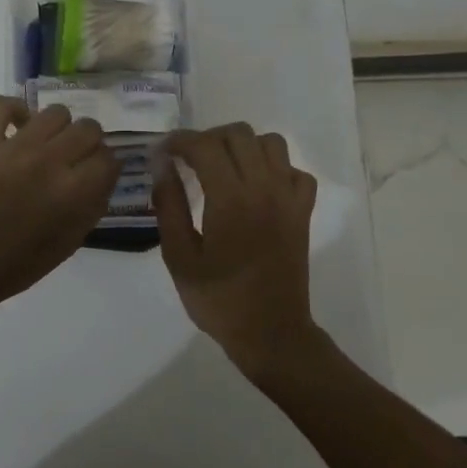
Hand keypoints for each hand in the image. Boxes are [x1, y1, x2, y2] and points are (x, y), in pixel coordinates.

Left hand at [0, 95, 117, 312]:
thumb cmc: (21, 263)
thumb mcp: (71, 242)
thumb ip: (94, 204)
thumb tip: (105, 174)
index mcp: (73, 192)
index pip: (109, 158)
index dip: (107, 168)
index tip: (97, 175)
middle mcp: (48, 161)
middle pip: (89, 129)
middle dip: (89, 146)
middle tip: (75, 162)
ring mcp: (14, 147)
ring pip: (55, 112)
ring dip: (59, 129)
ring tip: (48, 146)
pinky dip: (13, 109)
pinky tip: (18, 128)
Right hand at [153, 123, 322, 379]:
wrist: (271, 333)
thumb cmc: (218, 300)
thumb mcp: (179, 257)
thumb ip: (169, 206)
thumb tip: (162, 166)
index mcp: (230, 199)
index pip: (205, 145)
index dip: (180, 141)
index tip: (163, 152)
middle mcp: (264, 188)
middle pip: (238, 134)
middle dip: (208, 138)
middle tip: (189, 159)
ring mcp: (289, 197)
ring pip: (270, 143)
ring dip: (243, 146)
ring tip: (223, 167)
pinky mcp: (303, 211)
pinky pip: (294, 170)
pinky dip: (275, 168)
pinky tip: (257, 187)